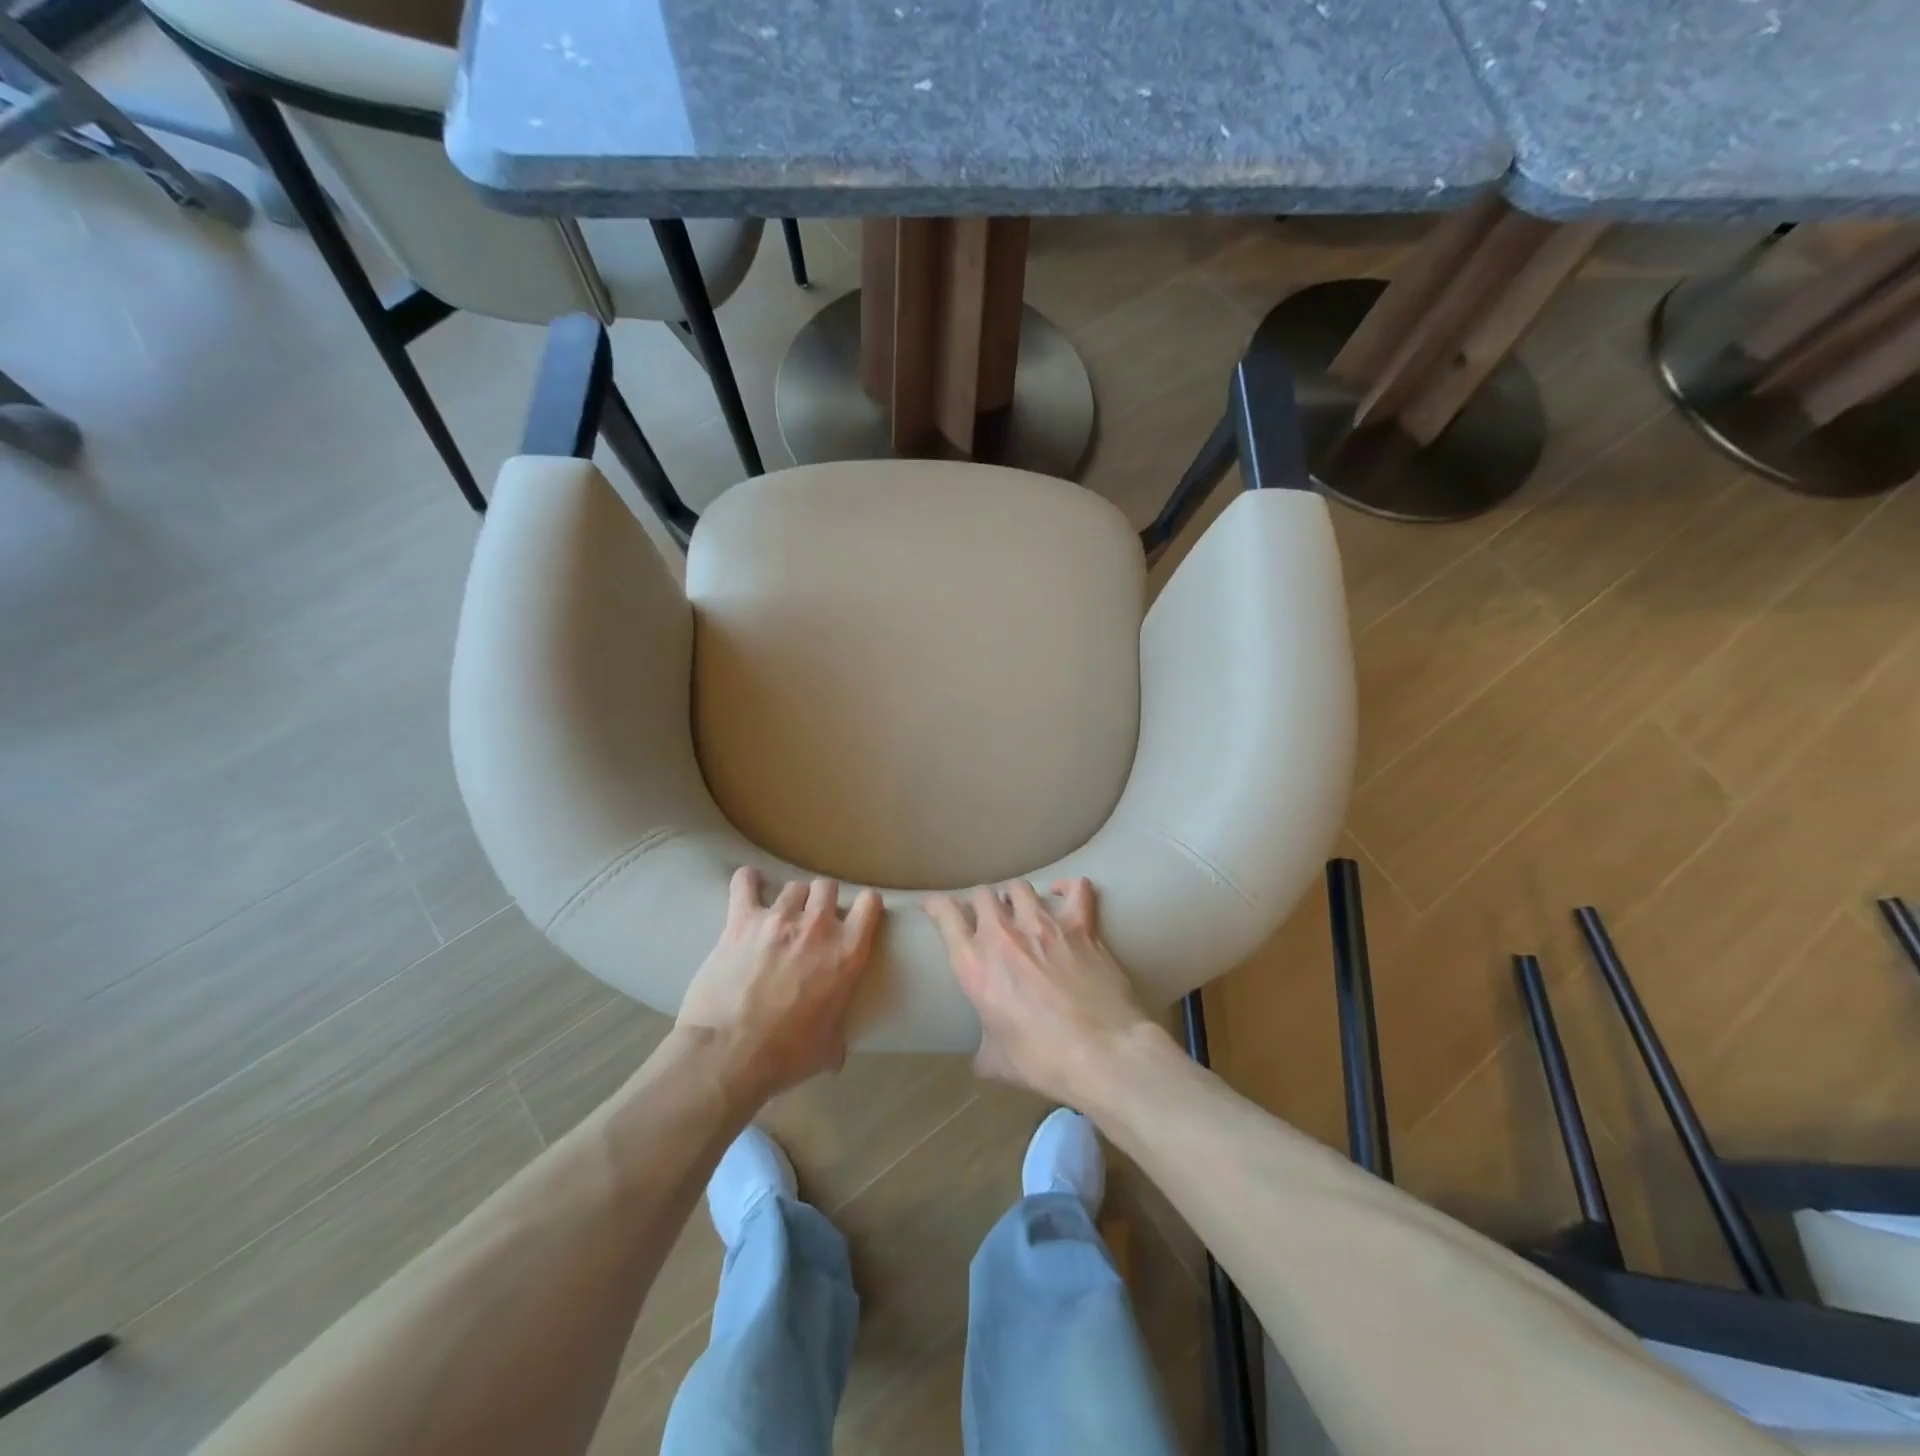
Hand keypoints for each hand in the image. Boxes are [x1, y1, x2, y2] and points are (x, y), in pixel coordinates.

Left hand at [678, 867, 882, 1100]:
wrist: (728, 1054)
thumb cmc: (785, 1056)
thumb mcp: (827, 1050)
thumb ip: (838, 1038)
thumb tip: (837, 1051)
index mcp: (847, 953)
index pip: (870, 904)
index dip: (865, 906)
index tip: (858, 915)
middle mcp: (818, 927)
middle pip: (827, 886)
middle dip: (822, 899)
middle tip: (813, 919)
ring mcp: (778, 919)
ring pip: (793, 886)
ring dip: (791, 899)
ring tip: (781, 915)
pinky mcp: (741, 920)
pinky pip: (745, 883)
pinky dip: (747, 882)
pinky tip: (748, 885)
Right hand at [924, 879, 1160, 1104]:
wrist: (1100, 1053)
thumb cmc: (1042, 1060)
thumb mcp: (997, 1061)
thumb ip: (984, 1049)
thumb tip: (982, 1059)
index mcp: (974, 963)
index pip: (945, 914)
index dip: (935, 905)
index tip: (934, 905)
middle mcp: (1003, 934)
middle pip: (982, 894)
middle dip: (981, 903)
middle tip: (986, 918)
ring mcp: (1043, 924)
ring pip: (1020, 887)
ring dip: (1014, 896)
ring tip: (1019, 908)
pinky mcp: (1079, 926)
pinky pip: (1076, 889)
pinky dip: (1069, 887)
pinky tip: (1063, 892)